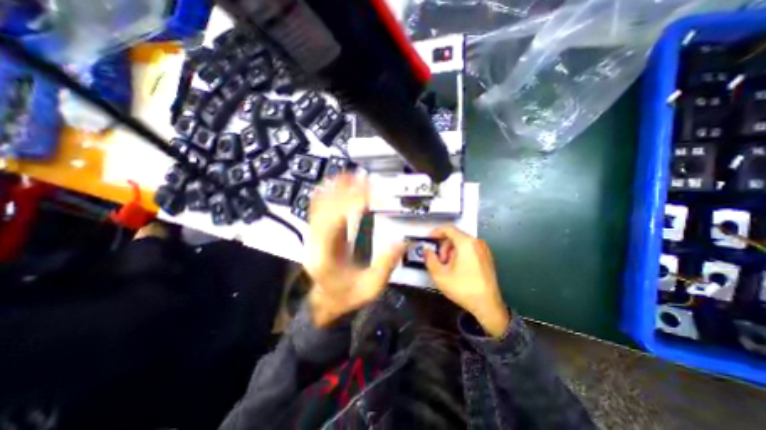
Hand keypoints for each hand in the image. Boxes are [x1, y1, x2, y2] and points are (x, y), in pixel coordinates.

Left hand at [304, 174, 402, 327]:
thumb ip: (385, 264)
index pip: (336, 221)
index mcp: (327, 256)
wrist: (327, 300)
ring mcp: (315, 235)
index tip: (371, 193)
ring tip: (354, 176)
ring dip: (336, 188)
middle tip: (366, 180)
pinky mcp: (319, 232)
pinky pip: (319, 208)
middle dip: (347, 191)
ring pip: (320, 205)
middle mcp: (317, 242)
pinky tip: (337, 184)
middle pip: (326, 208)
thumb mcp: (370, 287)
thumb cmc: (346, 296)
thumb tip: (402, 241)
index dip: (352, 203)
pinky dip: (328, 193)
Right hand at [425, 227, 507, 337]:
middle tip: (439, 260)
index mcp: (466, 243)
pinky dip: (460, 253)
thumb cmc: (463, 288)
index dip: (436, 232)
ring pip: (462, 242)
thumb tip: (426, 249)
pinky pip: (470, 248)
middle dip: (443, 246)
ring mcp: (484, 249)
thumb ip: (429, 258)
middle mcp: (477, 242)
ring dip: (451, 250)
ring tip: (448, 266)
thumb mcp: (440, 275)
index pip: (448, 229)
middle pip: (455, 236)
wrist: (487, 305)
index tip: (429, 239)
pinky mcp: (487, 257)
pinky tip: (458, 268)